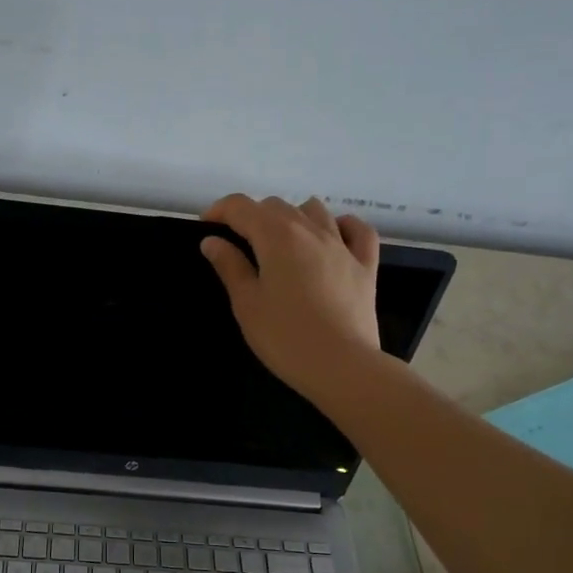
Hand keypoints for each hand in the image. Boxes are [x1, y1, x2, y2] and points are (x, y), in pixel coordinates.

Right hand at [200, 194, 382, 401]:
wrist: (342, 366)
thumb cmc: (285, 337)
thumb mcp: (247, 304)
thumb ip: (229, 266)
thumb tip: (212, 241)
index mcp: (276, 237)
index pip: (241, 207)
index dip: (219, 210)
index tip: (207, 228)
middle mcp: (310, 230)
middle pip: (276, 205)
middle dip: (252, 216)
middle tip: (238, 244)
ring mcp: (343, 245)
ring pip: (315, 210)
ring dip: (292, 216)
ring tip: (281, 242)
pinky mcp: (366, 265)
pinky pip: (357, 230)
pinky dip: (341, 226)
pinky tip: (333, 237)